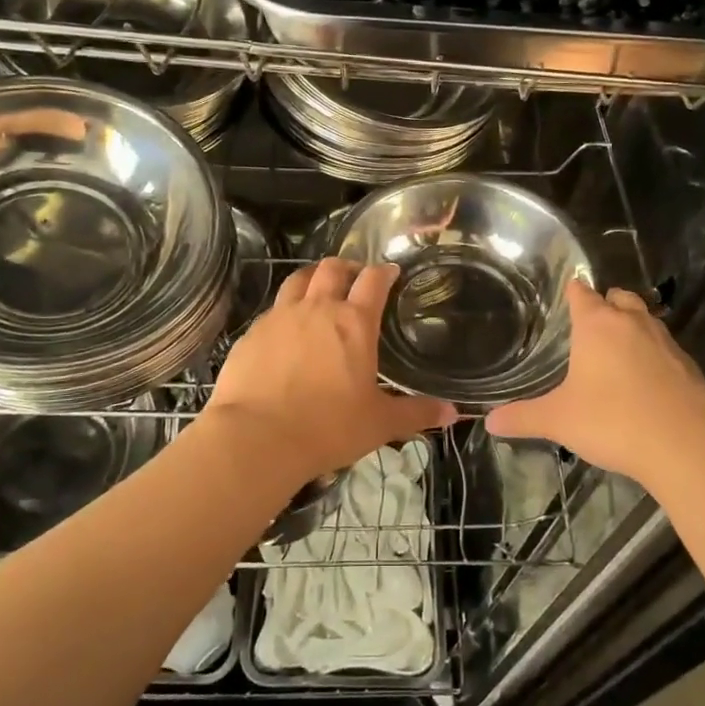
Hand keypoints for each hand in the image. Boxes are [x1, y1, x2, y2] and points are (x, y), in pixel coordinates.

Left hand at [205, 257, 454, 486]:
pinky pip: (272, 309)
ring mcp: (280, 317)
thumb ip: (416, 413)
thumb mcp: (380, 424)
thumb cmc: (328, 428)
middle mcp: (317, 308)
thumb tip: (452, 413)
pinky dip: (285, 309)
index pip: (373, 280)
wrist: (256, 438)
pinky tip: (287, 329)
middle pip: (332, 268)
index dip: (384, 272)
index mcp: (354, 322)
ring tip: (318, 289)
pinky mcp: (252, 333)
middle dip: (347, 267)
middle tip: (354, 279)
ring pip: (297, 279)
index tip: (390, 272)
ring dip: (312, 278)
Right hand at [487, 281, 704, 490]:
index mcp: (598, 325)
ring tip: (616, 351)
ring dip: (631, 328)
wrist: (688, 446)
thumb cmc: (614, 421)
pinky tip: (644, 381)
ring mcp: (666, 343)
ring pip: (645, 320)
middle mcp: (633, 323)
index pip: (582, 293)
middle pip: (619, 298)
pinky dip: (653, 355)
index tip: (565, 294)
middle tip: (589, 324)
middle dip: (605, 304)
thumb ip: (523, 418)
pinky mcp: (689, 367)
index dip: (572, 292)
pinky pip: (665, 349)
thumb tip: (489, 422)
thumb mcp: (559, 421)